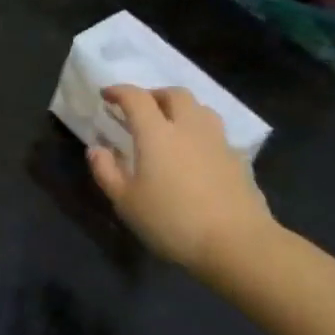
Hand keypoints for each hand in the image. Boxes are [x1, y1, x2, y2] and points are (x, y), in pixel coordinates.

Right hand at [87, 85, 276, 285]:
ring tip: (170, 126)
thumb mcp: (126, 202)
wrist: (238, 244)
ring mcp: (218, 142)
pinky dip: (200, 133)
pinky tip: (195, 154)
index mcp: (157, 133)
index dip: (119, 91)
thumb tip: (96, 149)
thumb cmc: (172, 221)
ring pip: (200, 109)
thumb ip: (106, 171)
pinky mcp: (238, 159)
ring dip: (181, 109)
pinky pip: (216, 133)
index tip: (106, 95)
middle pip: (174, 94)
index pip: (136, 98)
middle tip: (141, 110)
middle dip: (154, 95)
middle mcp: (189, 128)